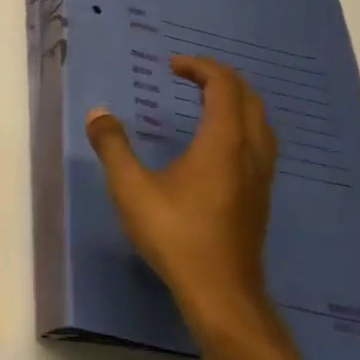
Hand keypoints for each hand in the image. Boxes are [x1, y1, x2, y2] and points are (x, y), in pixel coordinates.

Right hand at [85, 56, 277, 325]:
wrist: (222, 294)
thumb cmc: (176, 235)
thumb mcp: (131, 189)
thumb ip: (113, 146)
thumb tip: (98, 113)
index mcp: (223, 142)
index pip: (223, 85)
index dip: (200, 67)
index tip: (172, 65)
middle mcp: (250, 152)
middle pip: (249, 98)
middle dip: (221, 78)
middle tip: (189, 75)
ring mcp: (261, 177)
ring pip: (260, 122)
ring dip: (235, 101)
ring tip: (204, 102)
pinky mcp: (260, 197)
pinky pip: (259, 143)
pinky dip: (240, 125)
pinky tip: (217, 145)